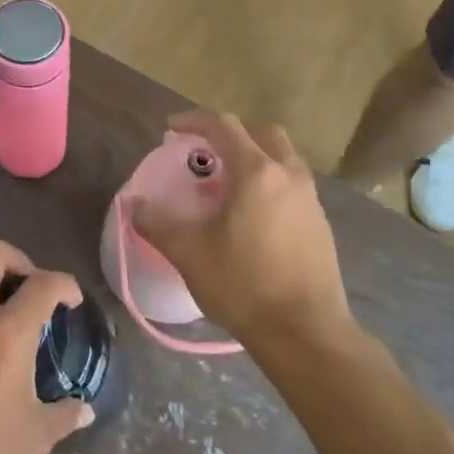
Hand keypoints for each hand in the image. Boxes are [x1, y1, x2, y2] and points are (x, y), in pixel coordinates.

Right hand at [129, 110, 352, 352]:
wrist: (305, 333)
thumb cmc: (243, 285)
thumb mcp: (188, 253)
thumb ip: (156, 223)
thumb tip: (132, 205)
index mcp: (257, 172)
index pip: (223, 126)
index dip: (194, 120)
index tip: (170, 128)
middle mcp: (289, 175)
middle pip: (261, 132)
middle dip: (229, 131)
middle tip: (203, 148)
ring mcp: (310, 199)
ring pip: (281, 157)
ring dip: (252, 155)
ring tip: (224, 180)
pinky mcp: (321, 224)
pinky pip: (291, 183)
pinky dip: (268, 180)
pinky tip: (250, 212)